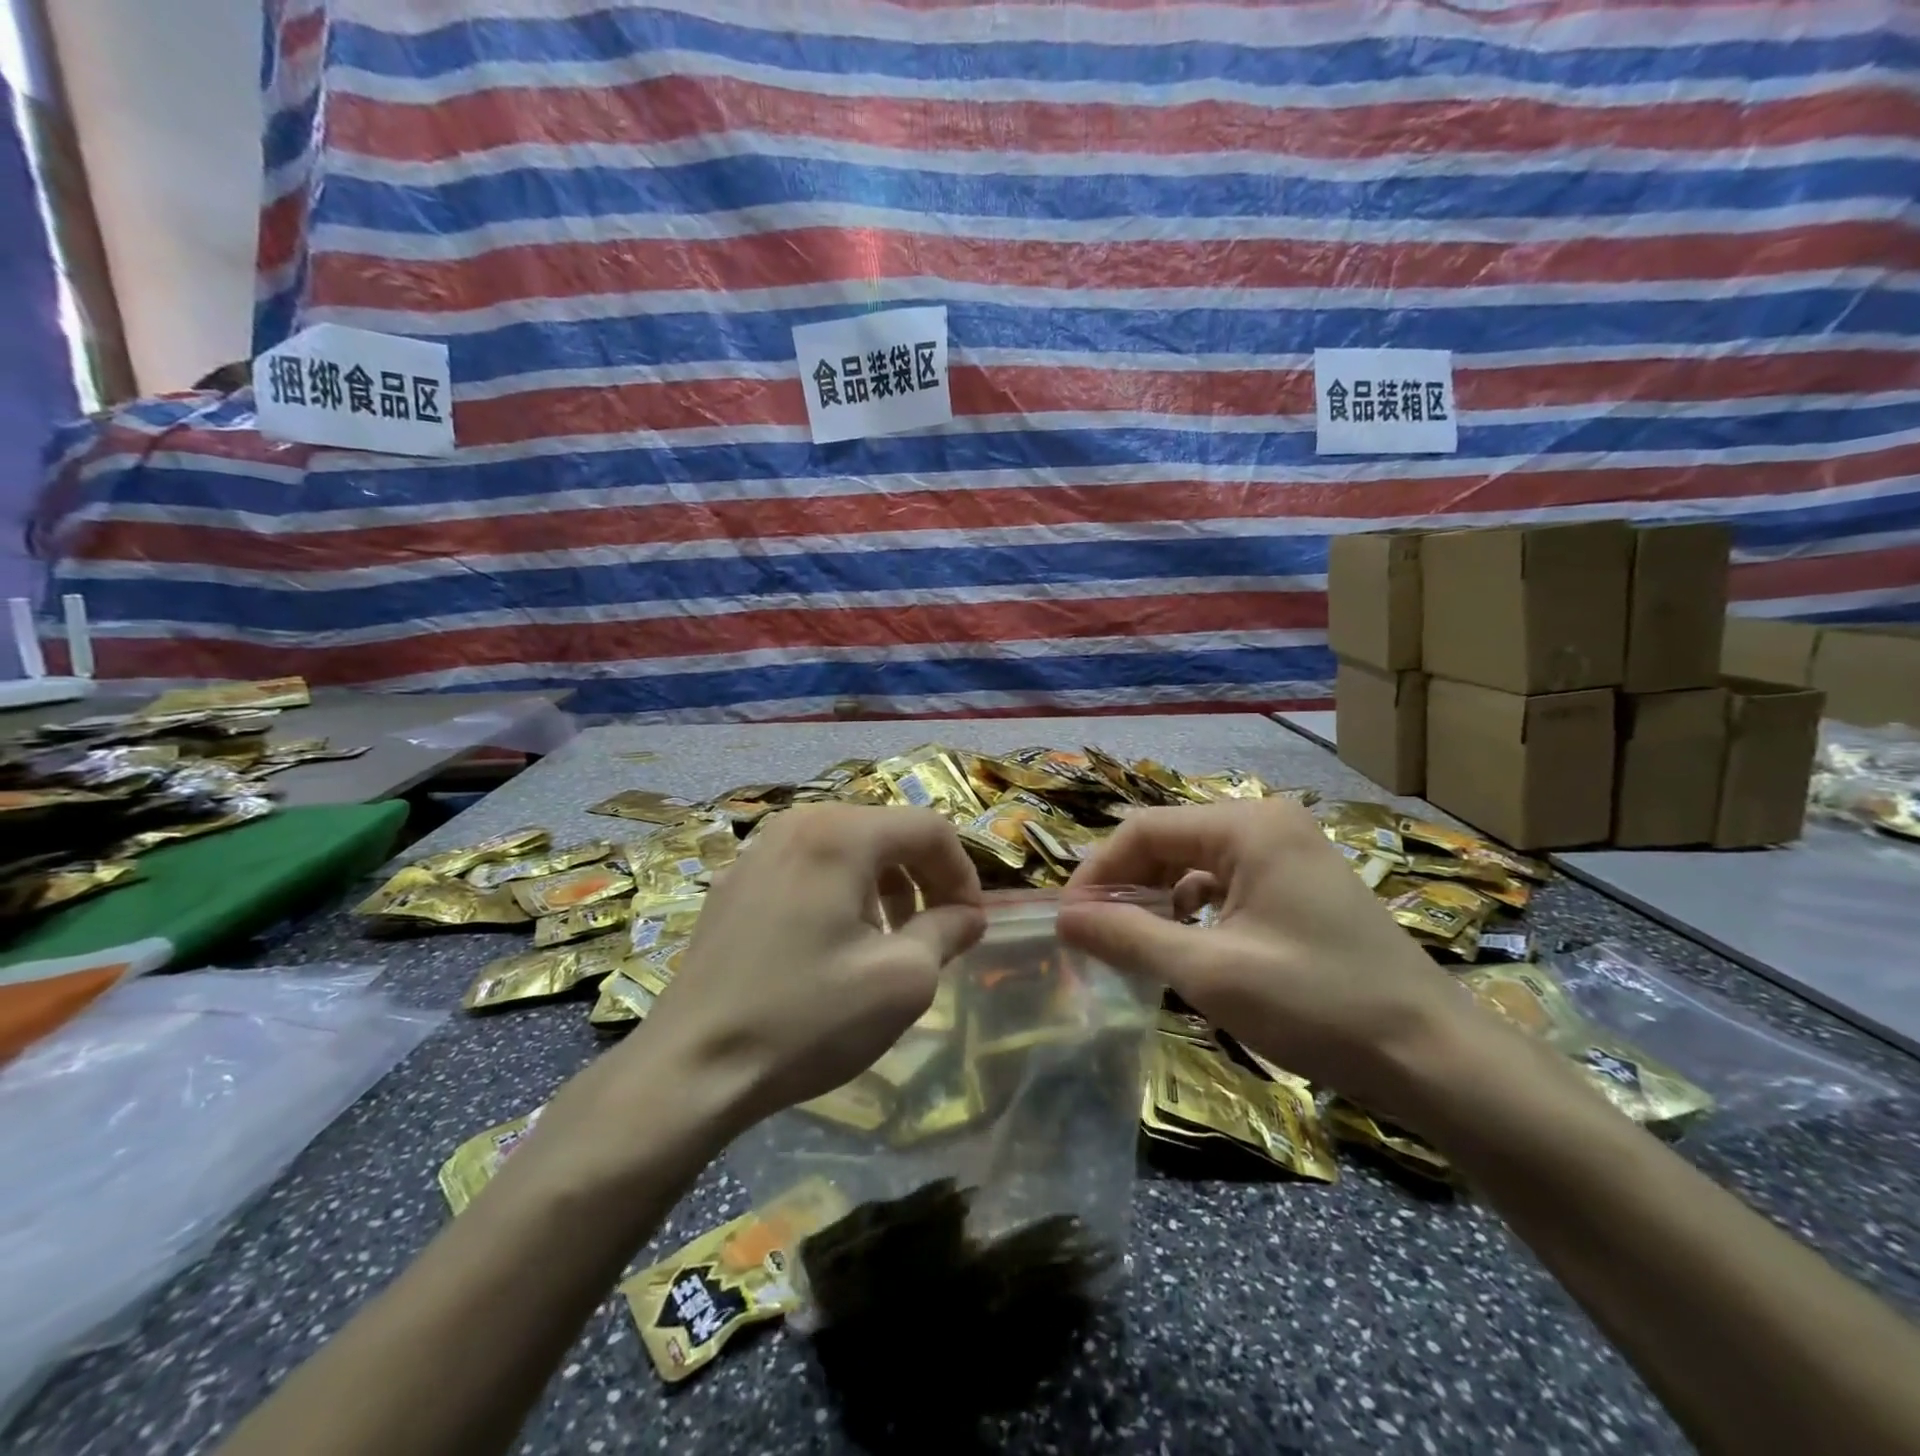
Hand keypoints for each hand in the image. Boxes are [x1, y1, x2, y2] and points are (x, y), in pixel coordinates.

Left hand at [630, 805, 985, 1132]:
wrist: (690, 1069)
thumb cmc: (806, 1018)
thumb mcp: (902, 979)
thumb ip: (948, 932)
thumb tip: (967, 915)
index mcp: (840, 834)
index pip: (929, 828)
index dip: (963, 873)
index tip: (970, 924)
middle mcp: (797, 823)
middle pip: (886, 831)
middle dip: (923, 877)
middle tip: (936, 931)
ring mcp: (758, 850)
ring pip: (846, 848)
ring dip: (883, 885)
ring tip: (888, 939)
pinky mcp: (734, 883)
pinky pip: (807, 867)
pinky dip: (840, 892)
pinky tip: (832, 944)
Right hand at [1056, 799, 1487, 1118]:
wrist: (1436, 1059)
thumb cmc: (1317, 1005)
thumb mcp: (1209, 971)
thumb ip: (1128, 936)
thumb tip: (1062, 918)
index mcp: (1246, 825)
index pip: (1143, 831)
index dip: (1097, 873)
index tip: (1068, 921)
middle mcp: (1266, 822)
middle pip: (1168, 842)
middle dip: (1126, 887)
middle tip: (1093, 937)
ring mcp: (1288, 852)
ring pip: (1194, 863)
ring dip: (1156, 900)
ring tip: (1131, 945)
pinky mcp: (1300, 884)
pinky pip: (1226, 883)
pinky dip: (1193, 910)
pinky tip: (1185, 945)